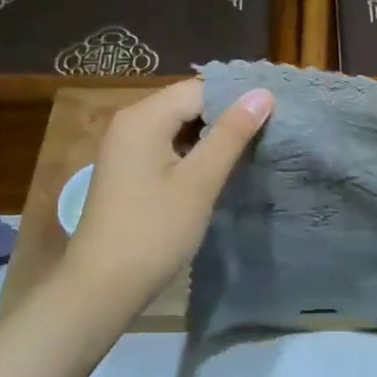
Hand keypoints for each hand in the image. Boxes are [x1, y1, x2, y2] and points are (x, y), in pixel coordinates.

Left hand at [56, 78, 273, 322]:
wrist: (102, 287)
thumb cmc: (154, 231)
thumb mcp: (199, 181)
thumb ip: (231, 134)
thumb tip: (263, 93)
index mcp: (143, 117)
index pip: (200, 90)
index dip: (237, 99)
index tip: (273, 116)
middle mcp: (129, 122)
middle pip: (187, 104)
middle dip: (225, 116)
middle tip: (266, 133)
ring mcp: (124, 146)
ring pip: (178, 126)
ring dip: (211, 136)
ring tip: (249, 149)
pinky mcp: (127, 169)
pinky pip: (166, 145)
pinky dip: (192, 152)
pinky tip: (216, 169)